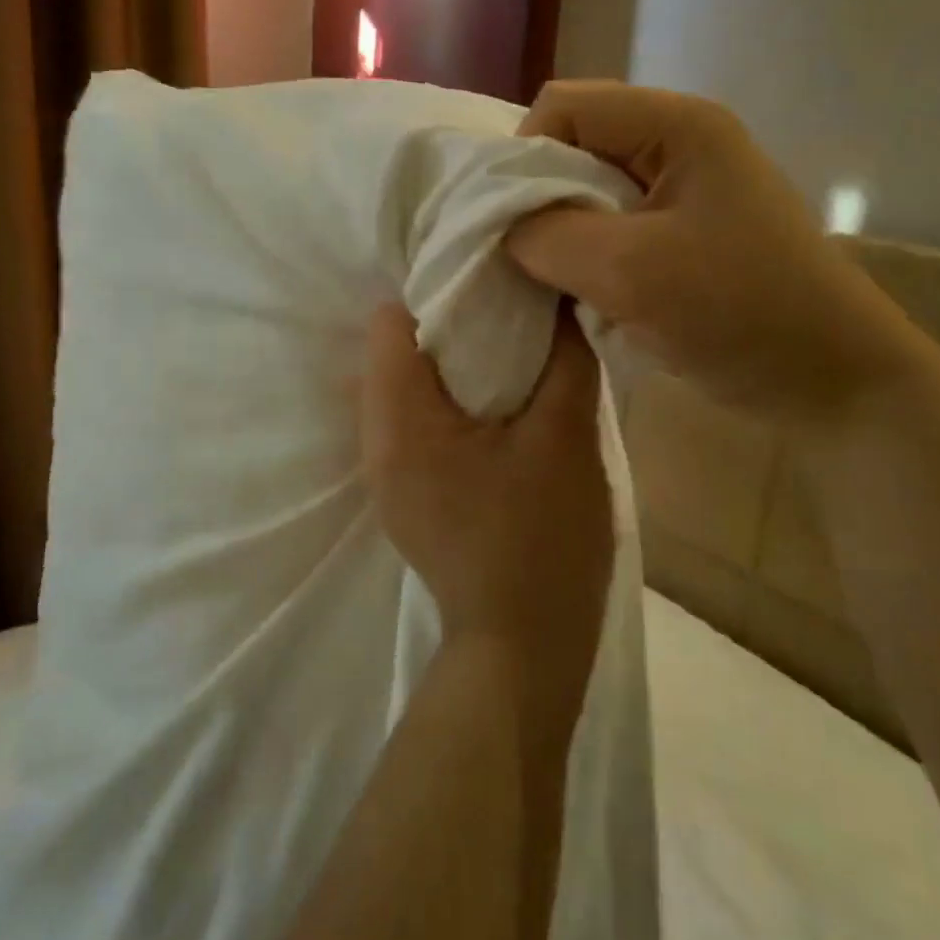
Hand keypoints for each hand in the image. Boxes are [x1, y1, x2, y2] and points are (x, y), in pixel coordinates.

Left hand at [360, 304, 614, 718]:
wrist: (522, 648)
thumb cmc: (542, 539)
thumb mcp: (565, 436)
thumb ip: (564, 356)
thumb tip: (557, 297)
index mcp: (400, 419)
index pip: (391, 320)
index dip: (441, 293)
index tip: (494, 291)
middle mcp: (375, 440)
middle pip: (394, 351)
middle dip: (449, 326)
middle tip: (510, 321)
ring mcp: (385, 472)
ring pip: (405, 387)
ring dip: (451, 367)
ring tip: (509, 363)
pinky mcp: (405, 494)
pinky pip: (415, 423)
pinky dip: (448, 403)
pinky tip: (497, 412)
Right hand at [507, 81, 916, 426]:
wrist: (831, 381)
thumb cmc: (739, 311)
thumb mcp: (628, 270)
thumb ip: (547, 236)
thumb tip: (501, 227)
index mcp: (675, 125)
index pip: (563, 106)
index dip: (523, 157)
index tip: (511, 226)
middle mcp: (678, 143)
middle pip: (573, 146)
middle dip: (539, 200)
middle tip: (526, 259)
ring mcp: (684, 190)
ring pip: (588, 192)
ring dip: (562, 235)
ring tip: (556, 282)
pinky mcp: (684, 234)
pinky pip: (612, 228)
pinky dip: (587, 258)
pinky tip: (587, 295)